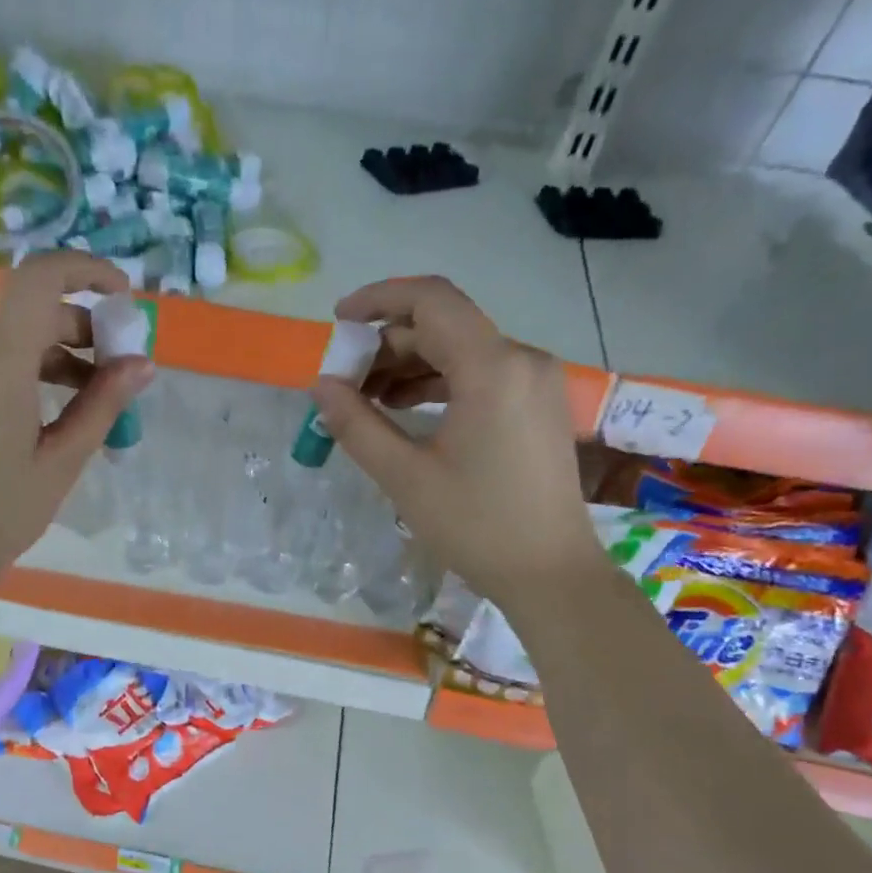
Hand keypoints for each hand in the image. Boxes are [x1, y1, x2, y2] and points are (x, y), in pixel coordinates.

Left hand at [0, 252, 153, 596]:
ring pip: (6, 337)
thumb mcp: (61, 463)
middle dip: (80, 330)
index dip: (86, 271)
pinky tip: (39, 413)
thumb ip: (102, 405)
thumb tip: (142, 363)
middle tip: (116, 373)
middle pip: (29, 312)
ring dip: (51, 355)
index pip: (40, 278)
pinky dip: (19, 370)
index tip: (122, 297)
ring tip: (85, 402)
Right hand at [311, 276, 597, 594]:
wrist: (550, 572)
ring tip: (366, 400)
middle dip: (387, 345)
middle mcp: (521, 359)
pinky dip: (439, 382)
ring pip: (461, 350)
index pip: (431, 300)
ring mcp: (535, 381)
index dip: (378, 300)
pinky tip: (405, 410)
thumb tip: (322, 386)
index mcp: (492, 368)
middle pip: (443, 326)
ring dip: (410, 366)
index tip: (338, 322)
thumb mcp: (404, 476)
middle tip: (344, 382)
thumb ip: (357, 424)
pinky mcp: (538, 405)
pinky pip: (480, 374)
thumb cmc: (476, 526)